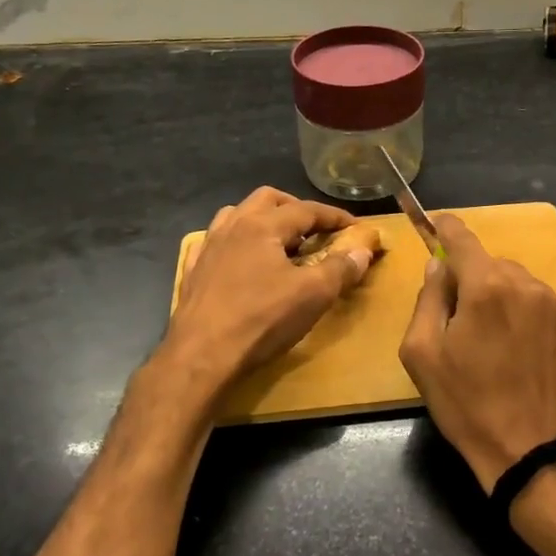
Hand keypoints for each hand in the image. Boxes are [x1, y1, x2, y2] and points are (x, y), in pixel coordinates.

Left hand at [164, 187, 382, 394]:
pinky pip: (214, 243)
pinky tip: (239, 260)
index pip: (306, 209)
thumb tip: (363, 249)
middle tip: (314, 229)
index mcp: (262, 225)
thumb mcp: (313, 295)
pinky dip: (233, 243)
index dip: (334, 216)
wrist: (201, 355)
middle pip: (267, 199)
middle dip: (295, 207)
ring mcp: (208, 247)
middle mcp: (232, 226)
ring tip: (279, 241)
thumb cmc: (262, 319)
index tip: (354, 226)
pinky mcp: (192, 271)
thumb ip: (340, 268)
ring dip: (261, 219)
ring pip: (236, 215)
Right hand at [398, 214, 555, 491]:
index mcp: (487, 287)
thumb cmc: (467, 404)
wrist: (532, 453)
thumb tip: (438, 266)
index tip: (438, 225)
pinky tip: (527, 355)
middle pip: (494, 266)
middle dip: (476, 281)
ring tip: (500, 345)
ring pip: (523, 287)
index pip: (463, 239)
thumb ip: (428, 299)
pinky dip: (533, 321)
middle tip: (464, 321)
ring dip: (507, 301)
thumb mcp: (423, 354)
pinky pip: (548, 310)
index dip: (447, 229)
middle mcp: (529, 286)